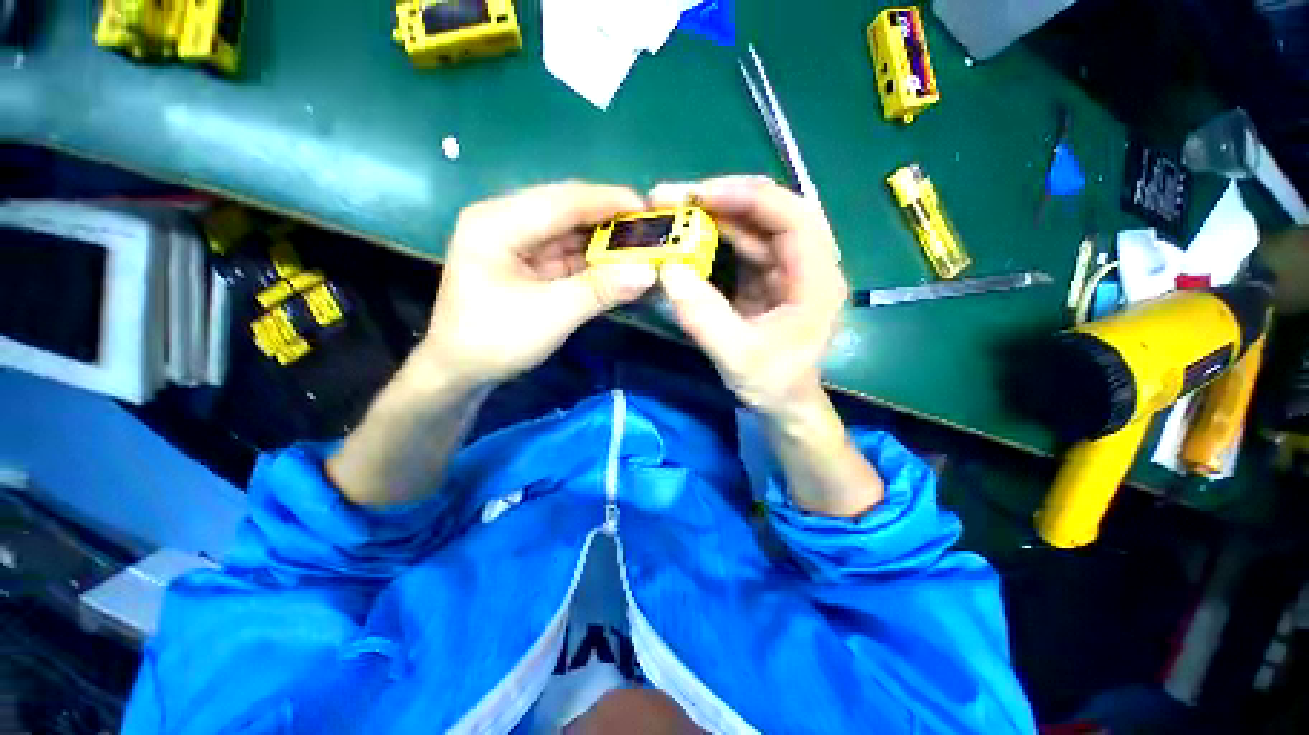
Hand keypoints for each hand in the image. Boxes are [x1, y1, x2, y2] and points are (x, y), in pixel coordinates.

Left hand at [420, 182, 656, 386]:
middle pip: (566, 211)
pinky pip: (567, 254)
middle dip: (609, 219)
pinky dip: (593, 260)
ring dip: (604, 240)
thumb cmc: (495, 340)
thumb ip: (599, 290)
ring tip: (642, 243)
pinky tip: (619, 263)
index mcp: (497, 223)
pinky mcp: (527, 264)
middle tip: (650, 227)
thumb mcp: (551, 315)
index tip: (648, 208)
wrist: (461, 372)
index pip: (561, 200)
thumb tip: (649, 272)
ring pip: (569, 233)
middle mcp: (505, 223)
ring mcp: (516, 243)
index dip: (607, 200)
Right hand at [651, 176, 847, 420]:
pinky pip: (739, 248)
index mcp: (816, 278)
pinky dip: (712, 240)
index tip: (698, 196)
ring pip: (751, 228)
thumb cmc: (773, 383)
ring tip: (671, 214)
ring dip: (712, 217)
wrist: (783, 405)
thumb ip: (704, 317)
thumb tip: (668, 269)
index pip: (791, 215)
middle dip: (720, 200)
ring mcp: (784, 269)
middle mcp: (806, 264)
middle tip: (672, 199)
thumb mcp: (738, 357)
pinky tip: (686, 239)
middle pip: (769, 213)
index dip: (745, 197)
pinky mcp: (765, 279)